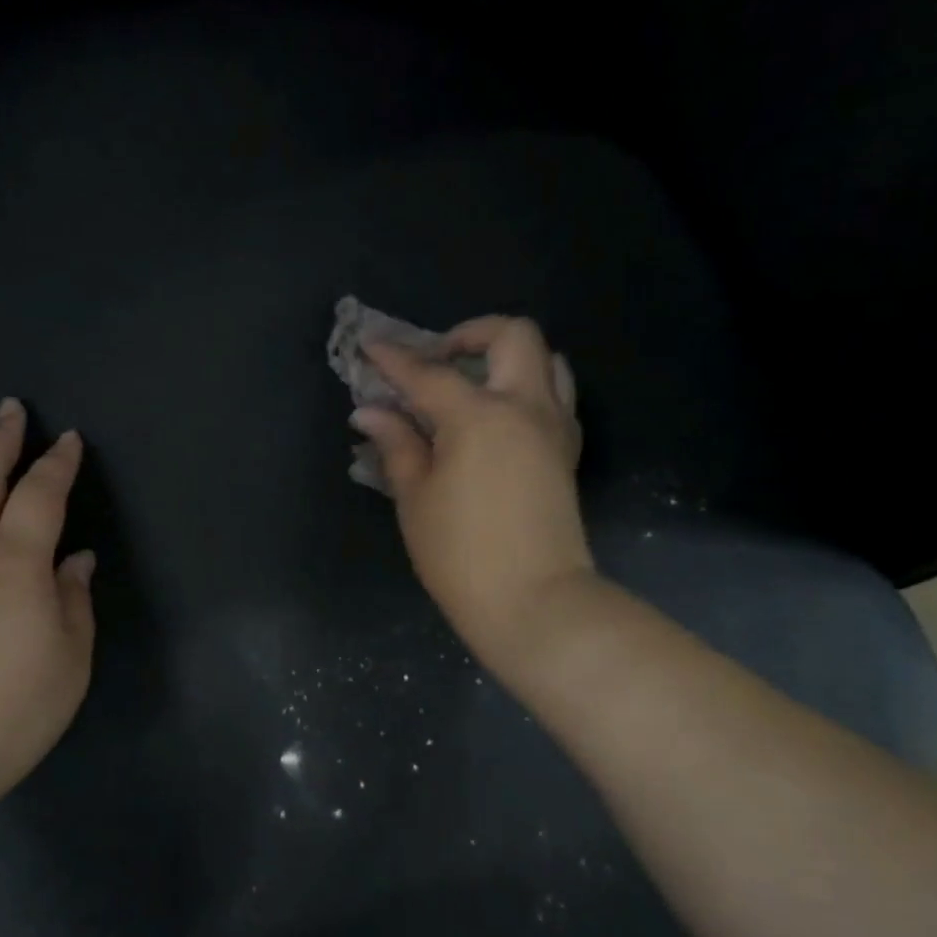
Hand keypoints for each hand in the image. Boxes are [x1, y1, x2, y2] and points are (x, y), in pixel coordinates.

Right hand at [353, 316, 591, 684]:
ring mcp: (554, 427)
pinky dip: (527, 388)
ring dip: (507, 357)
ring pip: (547, 359)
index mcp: (479, 416)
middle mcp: (525, 407)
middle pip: (512, 335)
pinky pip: (556, 396)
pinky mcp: (566, 451)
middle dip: (469, 333)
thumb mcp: (415, 498)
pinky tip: (497, 418)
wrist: (534, 603)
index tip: (369, 346)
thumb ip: (396, 444)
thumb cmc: (460, 554)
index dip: (394, 359)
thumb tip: (370, 412)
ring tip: (472, 384)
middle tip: (437, 361)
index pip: (429, 373)